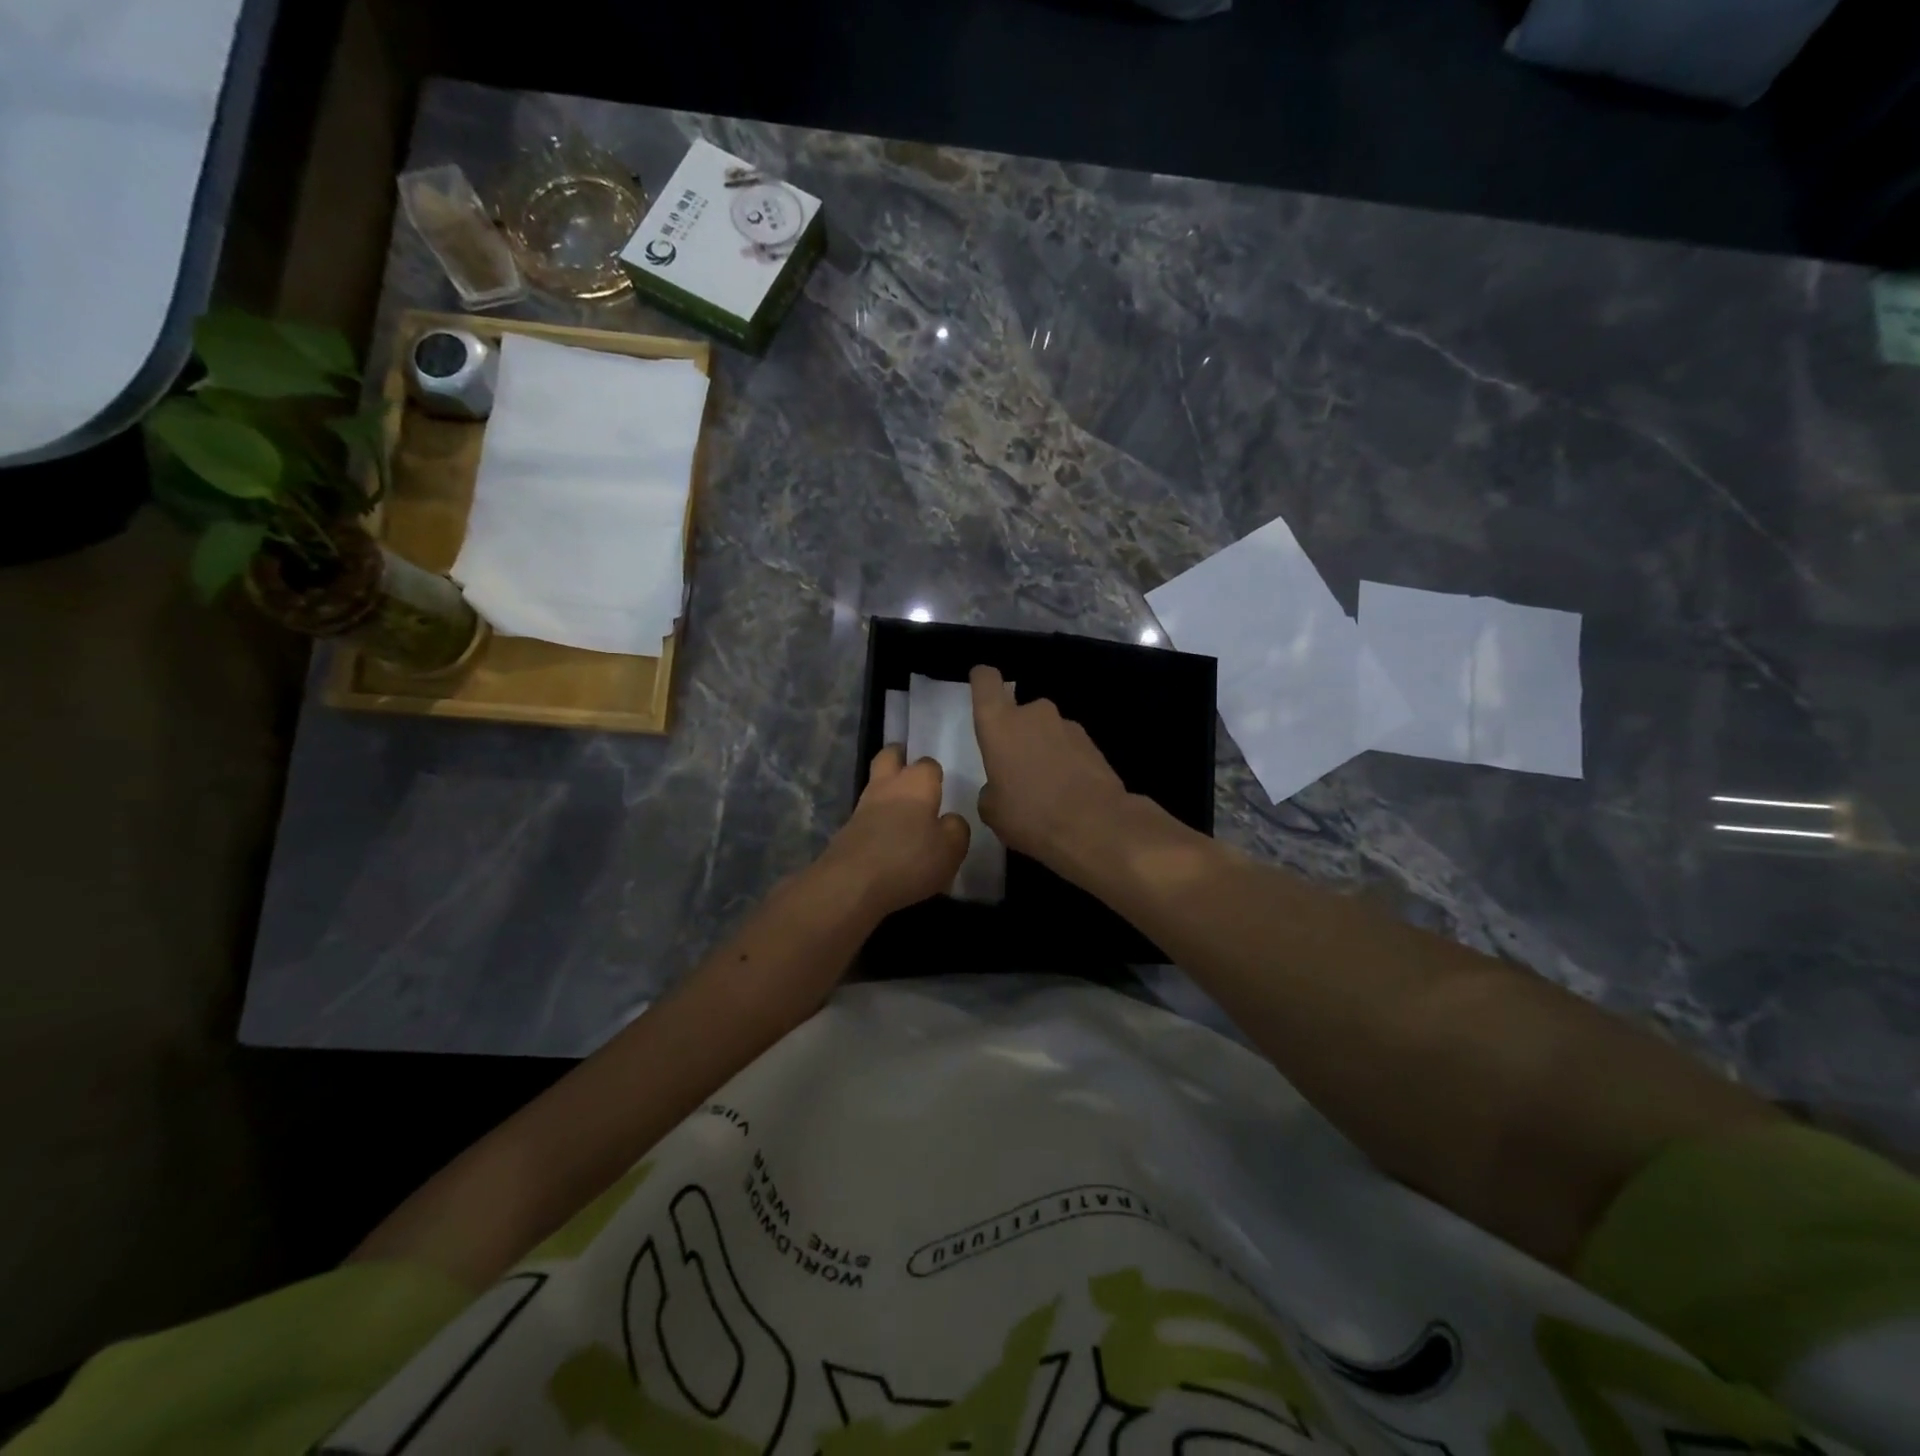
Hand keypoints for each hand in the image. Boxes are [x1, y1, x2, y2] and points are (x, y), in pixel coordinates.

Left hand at [814, 747, 969, 917]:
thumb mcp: (951, 849)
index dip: (935, 773)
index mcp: (916, 783)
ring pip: (875, 785)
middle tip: (912, 774)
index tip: (940, 786)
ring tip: (903, 813)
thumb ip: (956, 828)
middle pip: (889, 756)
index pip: (928, 764)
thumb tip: (950, 820)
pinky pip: (865, 815)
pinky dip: (876, 820)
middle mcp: (887, 786)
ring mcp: (862, 807)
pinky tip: (887, 839)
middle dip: (900, 758)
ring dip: (886, 792)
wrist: (851, 885)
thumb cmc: (909, 860)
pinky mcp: (846, 831)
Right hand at [970, 664, 1129, 867]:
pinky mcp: (1092, 743)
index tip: (981, 686)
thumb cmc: (1030, 815)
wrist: (1095, 826)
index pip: (987, 681)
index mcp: (1000, 724)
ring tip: (1044, 787)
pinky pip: (1068, 747)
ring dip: (1042, 750)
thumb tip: (1000, 786)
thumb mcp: (992, 811)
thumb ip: (990, 789)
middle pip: (1018, 713)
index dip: (983, 680)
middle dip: (1016, 735)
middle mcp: (1033, 714)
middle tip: (1015, 769)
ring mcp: (1067, 726)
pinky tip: (1067, 793)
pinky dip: (1064, 762)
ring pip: (1045, 731)